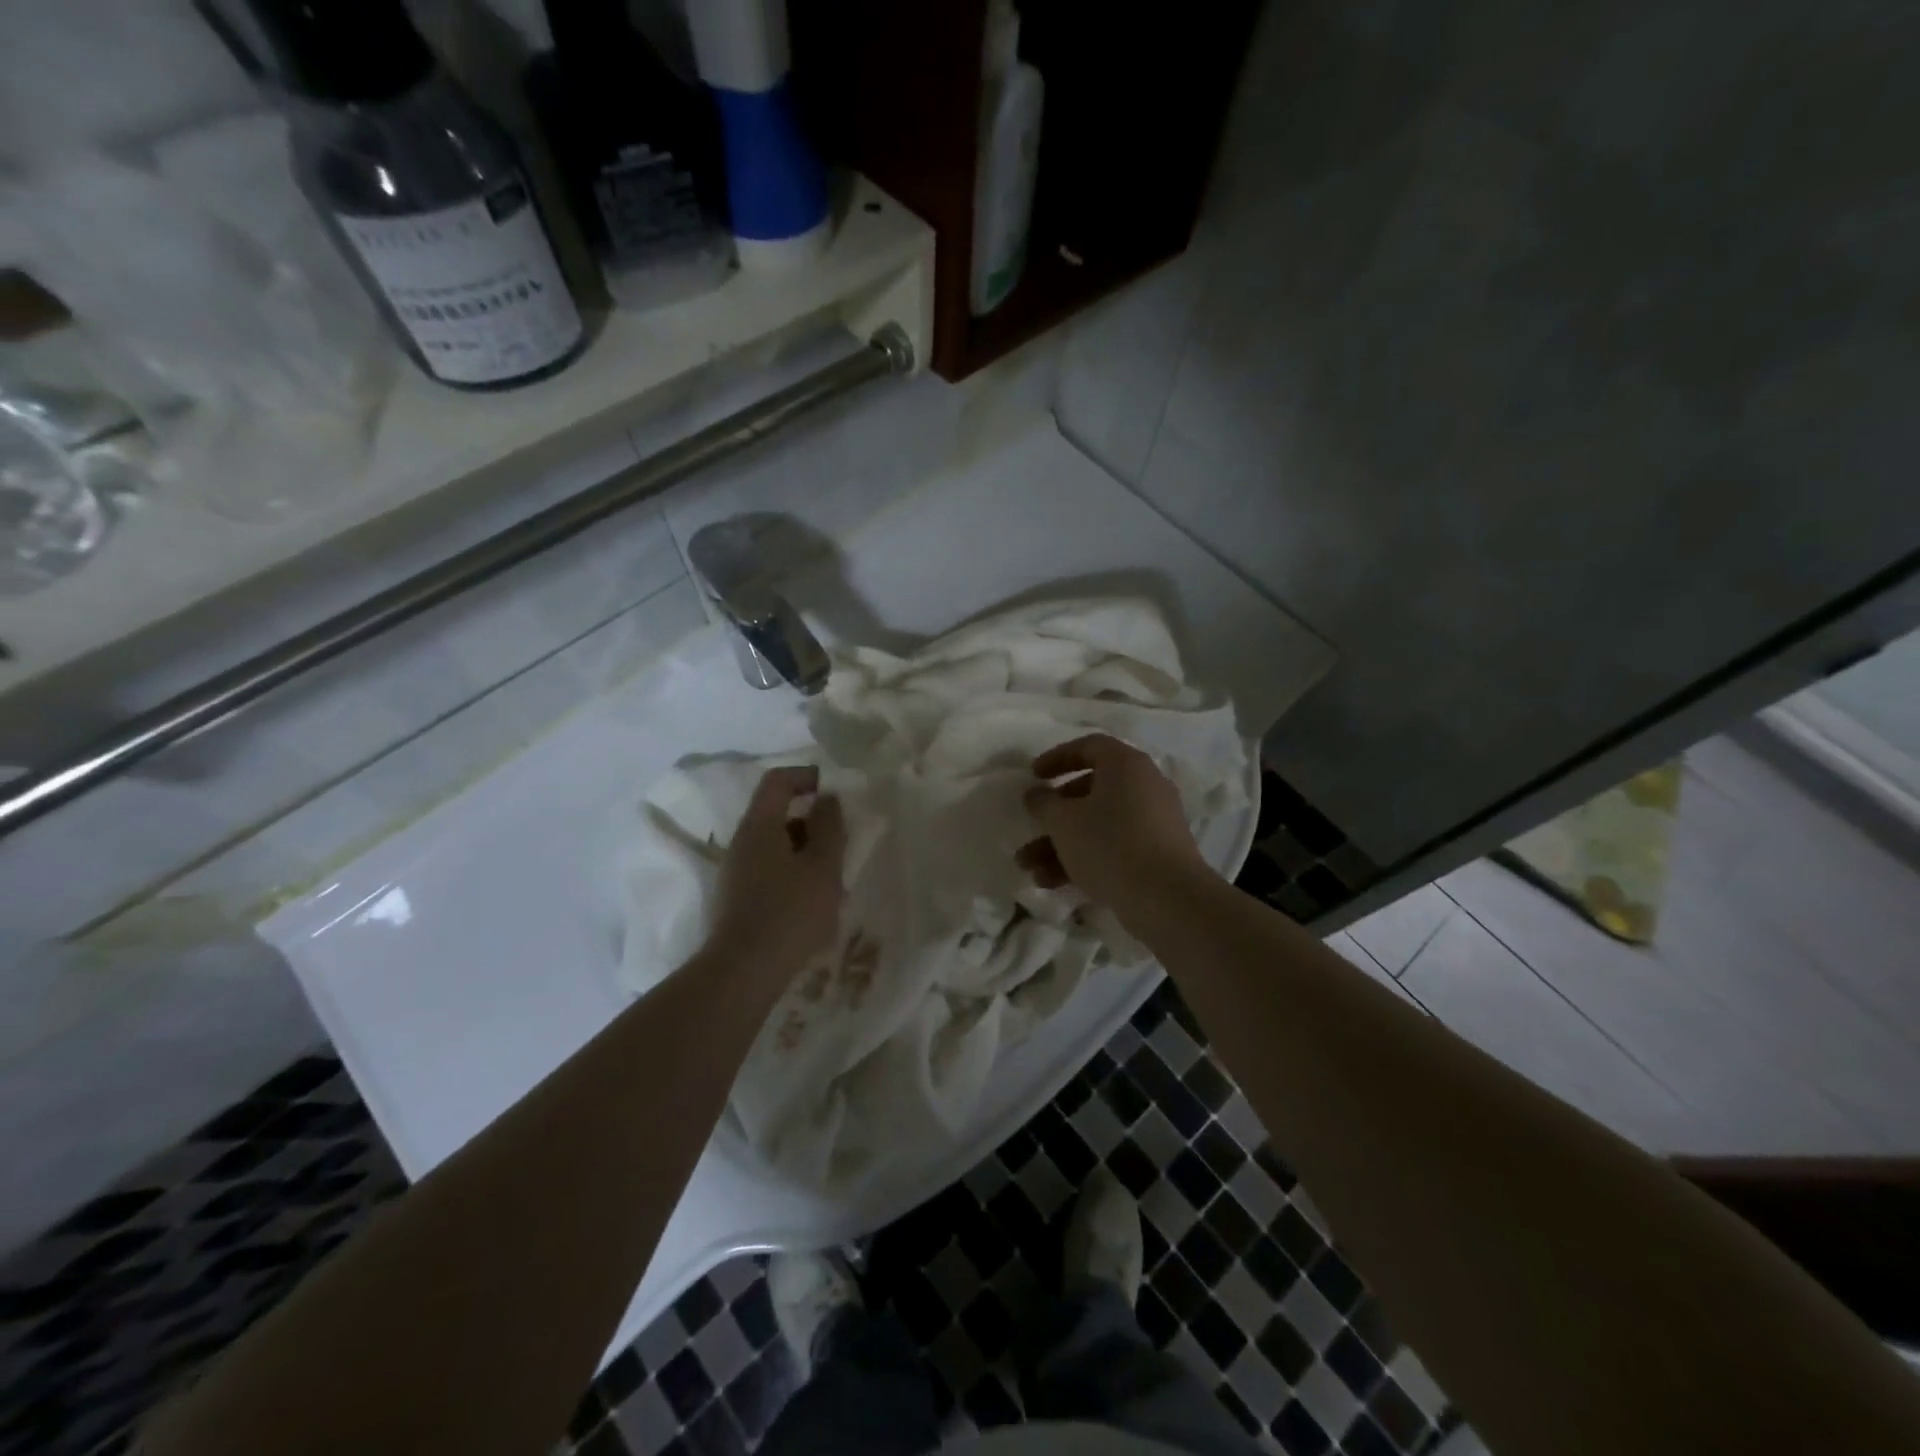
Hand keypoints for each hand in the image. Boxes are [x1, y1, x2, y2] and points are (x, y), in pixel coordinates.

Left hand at [709, 766, 845, 982]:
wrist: (743, 973)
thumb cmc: (790, 912)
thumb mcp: (823, 866)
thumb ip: (829, 826)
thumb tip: (827, 798)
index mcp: (759, 825)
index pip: (778, 780)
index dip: (807, 776)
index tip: (836, 790)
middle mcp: (741, 842)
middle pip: (776, 813)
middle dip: (812, 819)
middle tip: (842, 838)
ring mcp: (735, 872)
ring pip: (774, 844)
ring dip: (805, 849)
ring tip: (833, 875)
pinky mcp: (737, 899)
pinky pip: (769, 870)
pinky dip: (793, 872)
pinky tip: (812, 901)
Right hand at [1017, 734, 1208, 908]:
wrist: (1167, 899)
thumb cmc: (1110, 844)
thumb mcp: (1064, 822)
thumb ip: (1043, 803)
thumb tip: (1036, 794)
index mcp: (1126, 765)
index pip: (1089, 747)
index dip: (1058, 758)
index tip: (1034, 775)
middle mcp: (1145, 786)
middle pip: (1090, 791)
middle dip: (1054, 815)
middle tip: (1030, 828)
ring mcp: (1154, 822)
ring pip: (1098, 825)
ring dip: (1061, 845)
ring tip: (1030, 869)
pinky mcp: (1157, 854)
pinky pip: (1114, 847)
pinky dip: (1085, 859)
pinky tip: (1053, 884)